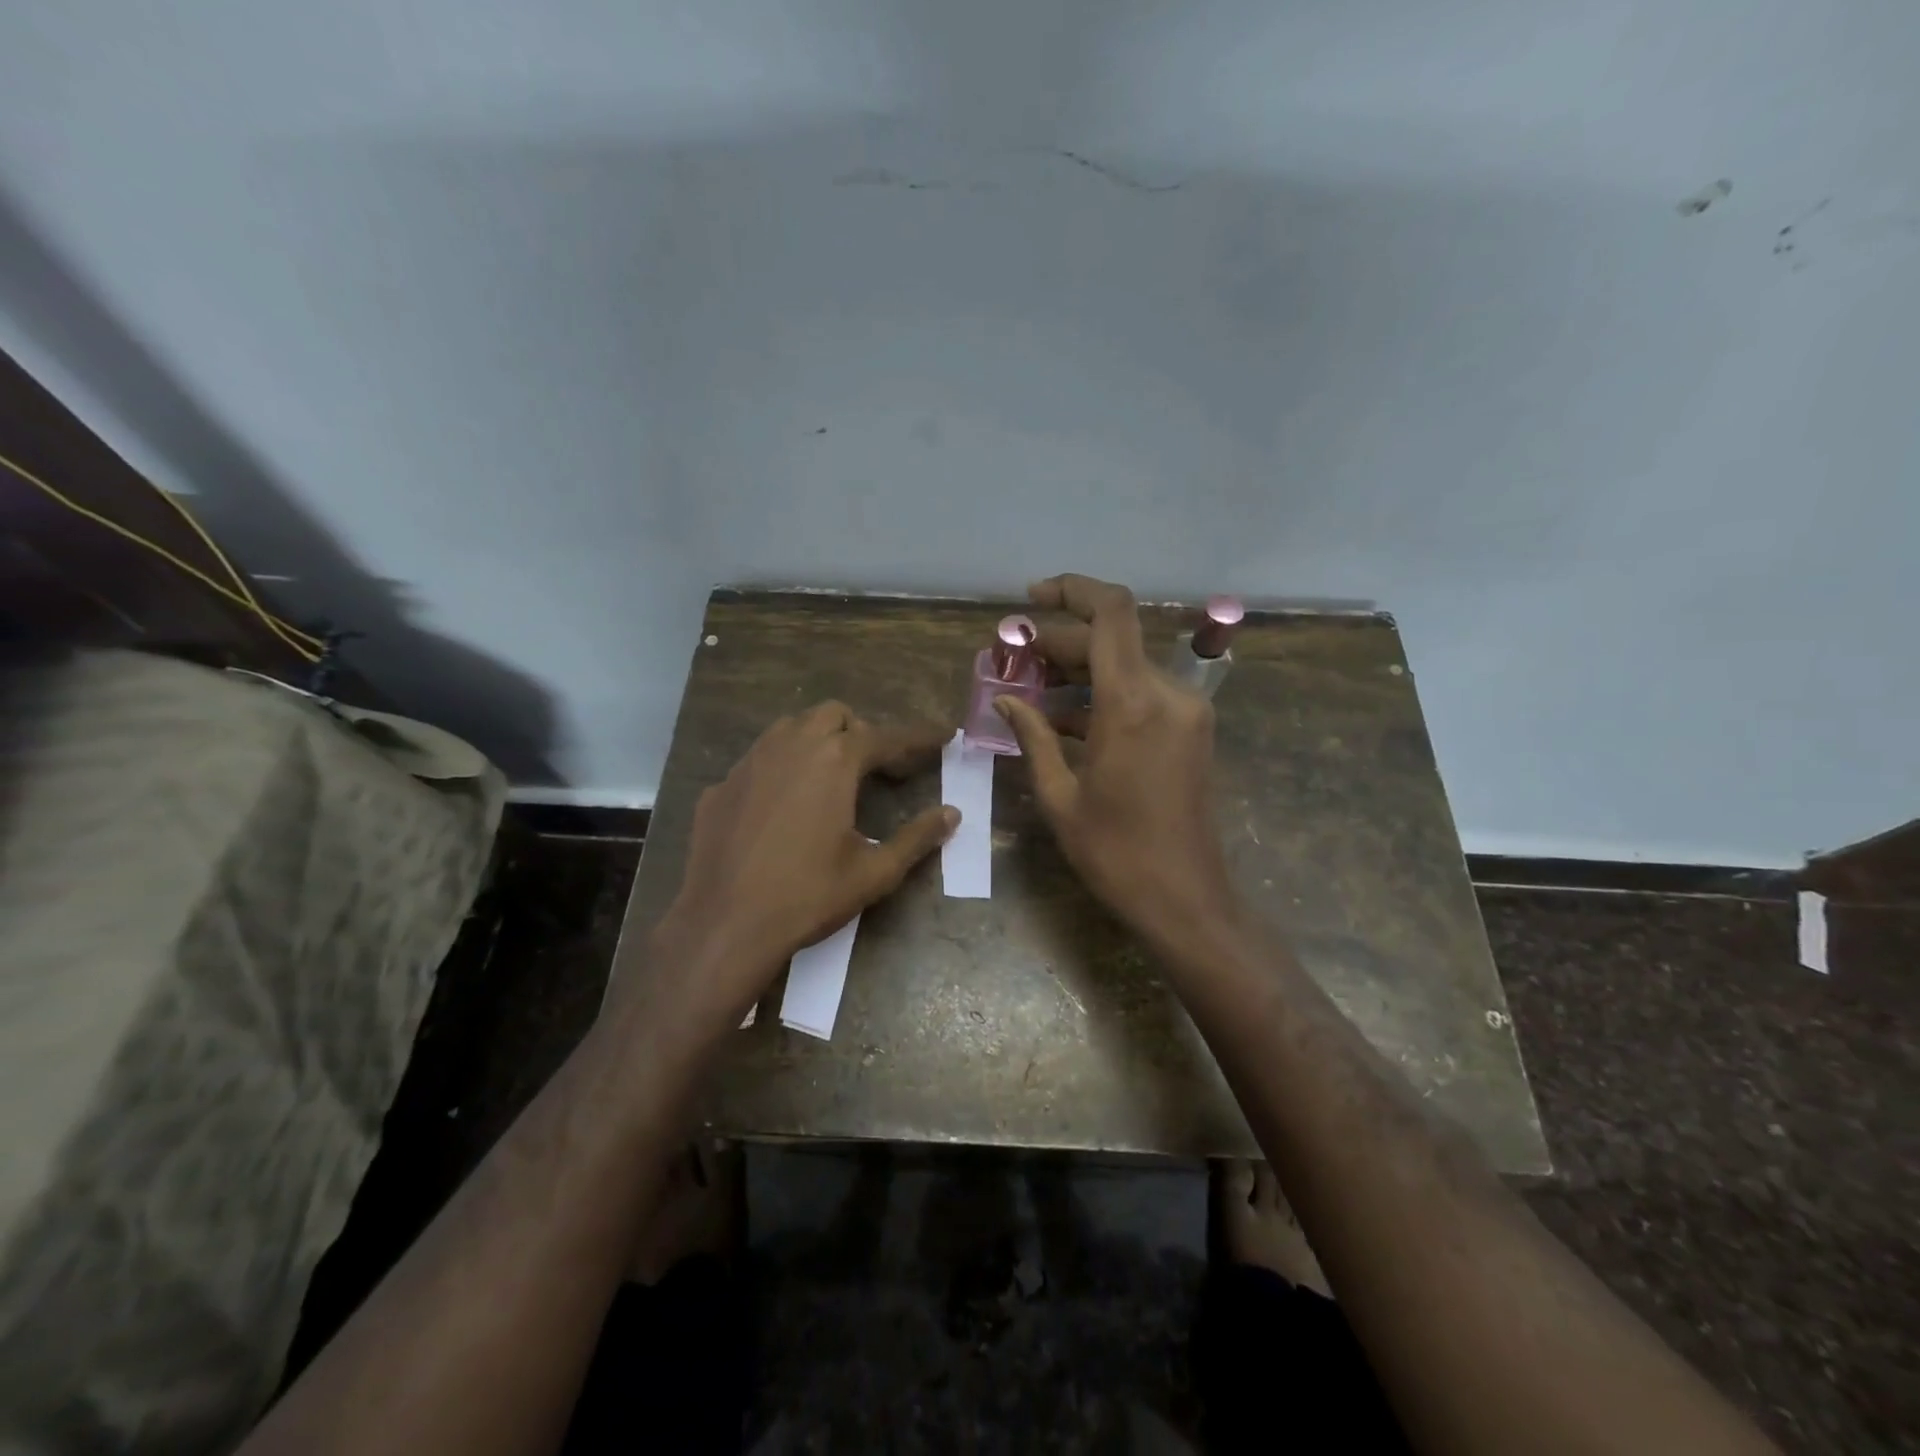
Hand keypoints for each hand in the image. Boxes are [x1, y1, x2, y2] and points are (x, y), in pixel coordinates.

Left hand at [645, 702, 956, 1028]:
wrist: (724, 926)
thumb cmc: (808, 896)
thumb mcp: (875, 872)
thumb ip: (917, 837)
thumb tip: (952, 814)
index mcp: (834, 761)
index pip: (886, 737)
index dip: (918, 738)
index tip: (942, 736)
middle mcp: (790, 746)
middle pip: (833, 715)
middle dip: (860, 732)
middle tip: (876, 767)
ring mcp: (749, 763)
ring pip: (790, 728)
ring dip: (817, 741)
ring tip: (830, 778)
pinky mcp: (720, 787)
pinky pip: (758, 761)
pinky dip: (780, 770)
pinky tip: (781, 809)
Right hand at [995, 574, 1238, 947]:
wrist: (1187, 900)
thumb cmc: (1116, 854)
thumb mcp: (1060, 796)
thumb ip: (1033, 737)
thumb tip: (1004, 701)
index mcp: (1133, 704)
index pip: (1111, 612)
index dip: (1072, 590)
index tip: (1031, 598)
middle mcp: (1167, 694)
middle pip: (1111, 641)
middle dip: (1059, 643)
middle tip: (1012, 661)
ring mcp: (1185, 712)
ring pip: (1126, 666)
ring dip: (1079, 670)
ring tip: (1029, 688)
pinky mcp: (1190, 731)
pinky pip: (1141, 695)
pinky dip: (1102, 696)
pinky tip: (1062, 718)